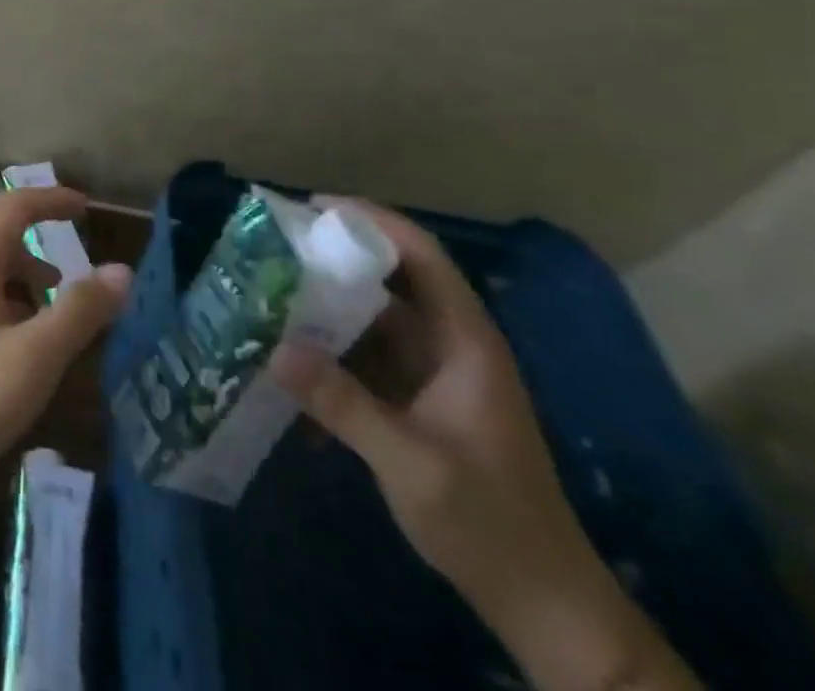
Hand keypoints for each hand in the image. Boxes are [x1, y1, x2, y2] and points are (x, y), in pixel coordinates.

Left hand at [0, 186, 131, 492]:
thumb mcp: (34, 357)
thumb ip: (79, 311)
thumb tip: (122, 270)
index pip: (12, 206)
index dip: (49, 200)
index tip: (85, 205)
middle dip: (34, 221)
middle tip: (71, 231)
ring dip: (21, 261)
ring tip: (56, 291)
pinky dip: (5, 288)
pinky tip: (21, 329)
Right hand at [272, 205, 697, 690]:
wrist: (543, 606)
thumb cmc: (489, 523)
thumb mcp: (411, 462)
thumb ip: (343, 403)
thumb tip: (274, 349)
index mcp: (466, 343)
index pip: (422, 257)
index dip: (373, 222)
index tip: (315, 207)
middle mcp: (451, 345)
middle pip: (391, 280)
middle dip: (335, 260)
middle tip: (277, 248)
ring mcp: (435, 374)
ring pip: (374, 318)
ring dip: (327, 306)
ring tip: (271, 294)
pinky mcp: (419, 401)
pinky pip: (368, 356)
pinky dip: (332, 351)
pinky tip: (292, 363)